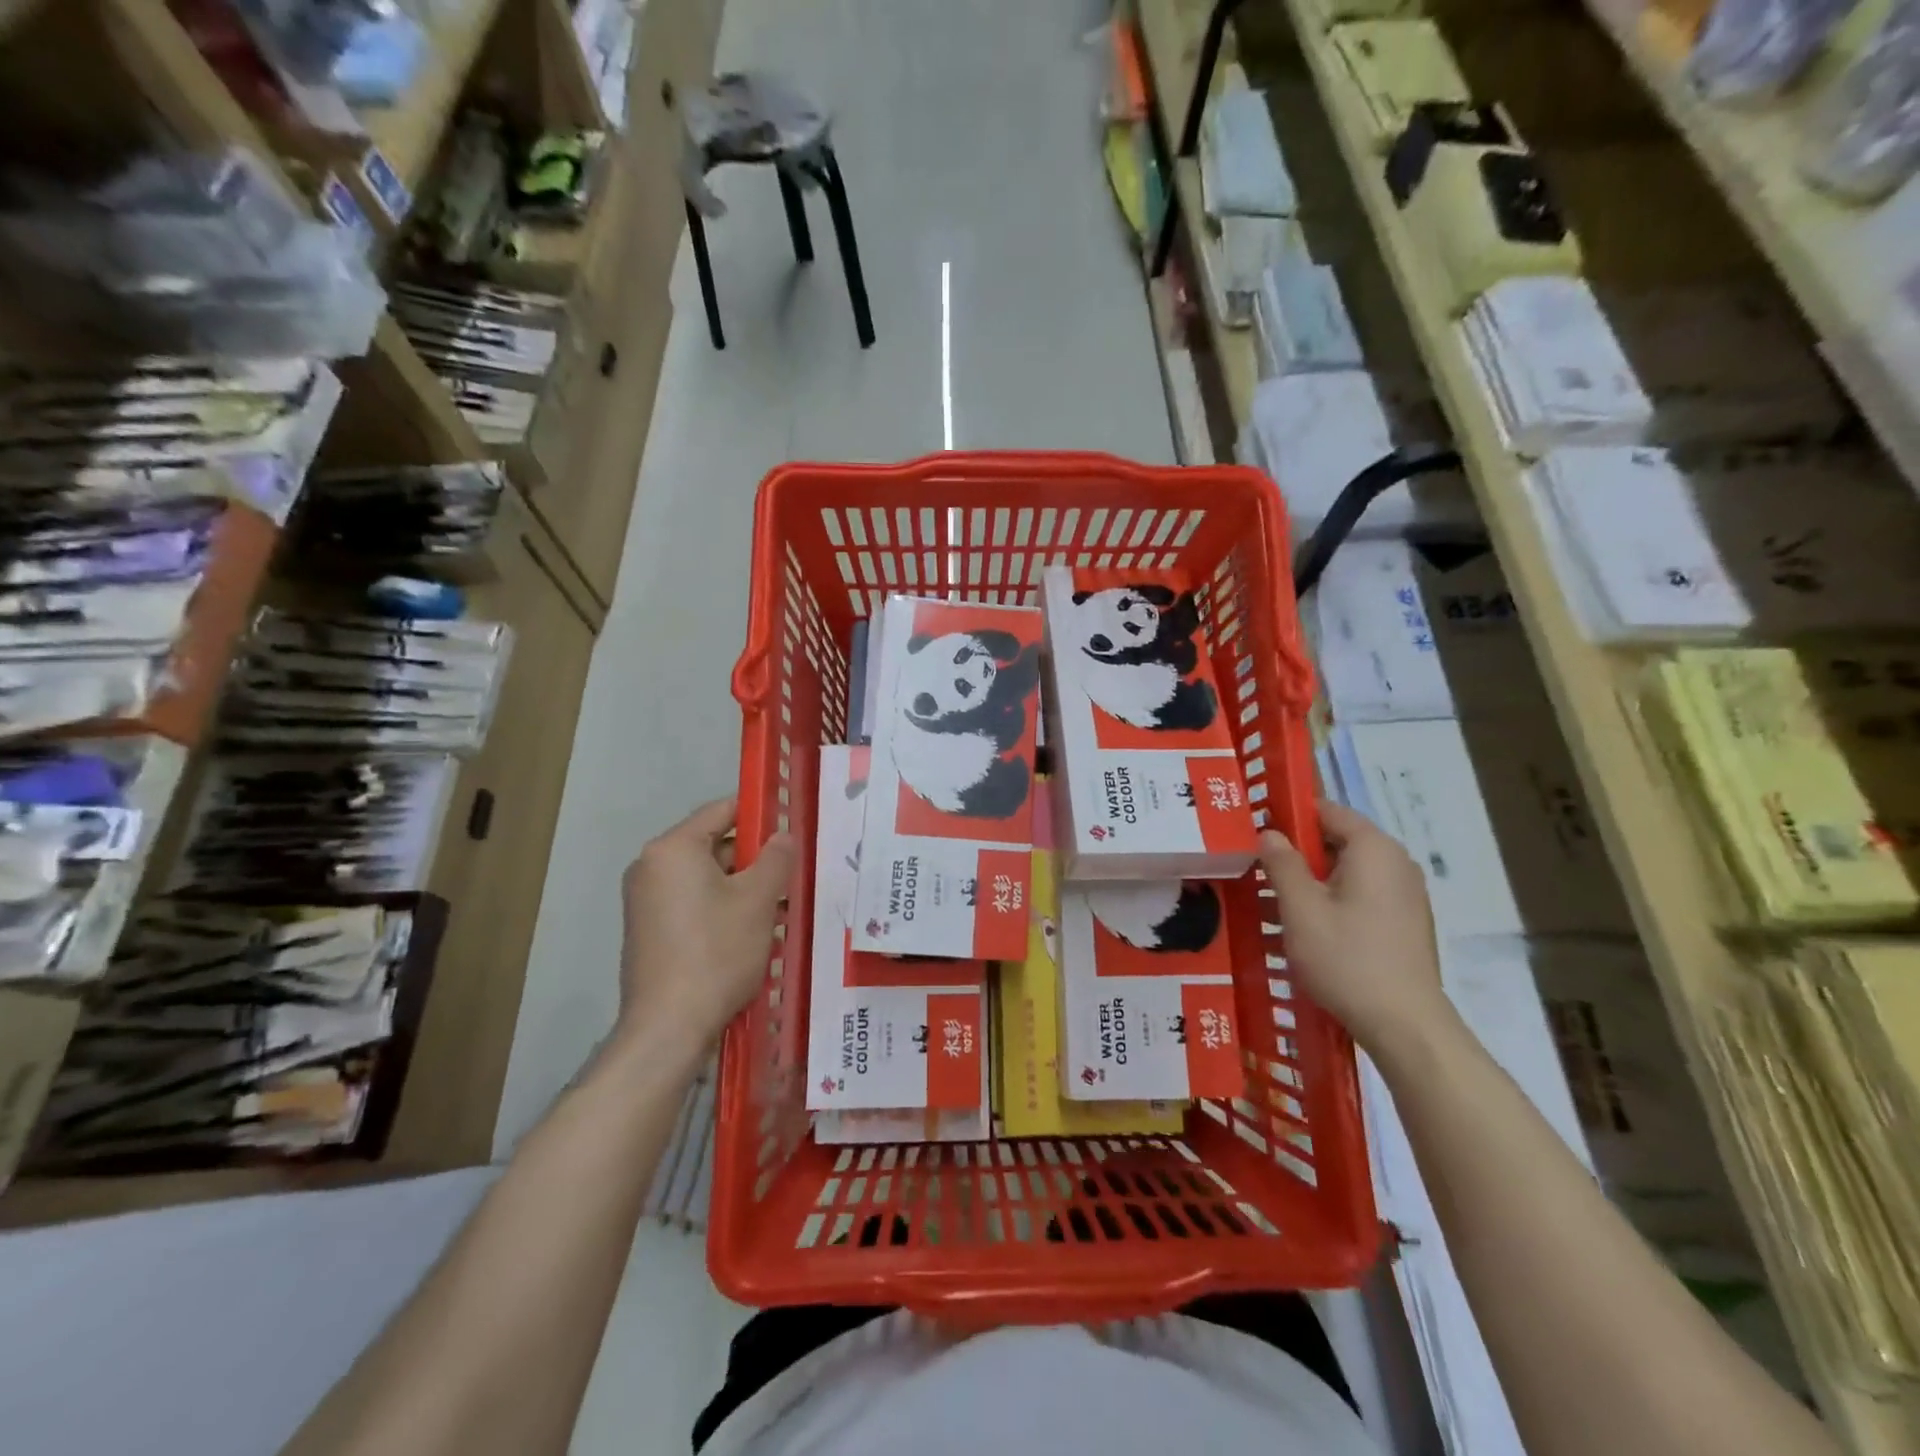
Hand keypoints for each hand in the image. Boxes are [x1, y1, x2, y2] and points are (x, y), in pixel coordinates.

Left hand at [618, 798, 796, 1046]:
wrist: (668, 1027)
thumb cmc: (717, 952)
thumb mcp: (758, 900)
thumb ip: (776, 858)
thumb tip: (783, 836)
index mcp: (672, 849)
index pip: (722, 810)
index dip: (760, 813)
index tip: (791, 827)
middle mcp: (650, 867)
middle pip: (713, 845)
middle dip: (754, 858)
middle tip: (790, 876)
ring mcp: (644, 901)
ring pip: (705, 878)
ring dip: (741, 887)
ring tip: (778, 908)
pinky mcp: (647, 931)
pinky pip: (691, 903)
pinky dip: (720, 908)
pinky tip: (749, 933)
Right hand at [1259, 800, 1447, 1052]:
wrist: (1405, 1025)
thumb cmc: (1346, 959)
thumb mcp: (1300, 909)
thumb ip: (1282, 864)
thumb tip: (1269, 833)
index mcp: (1374, 849)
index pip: (1327, 810)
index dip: (1289, 815)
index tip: (1256, 831)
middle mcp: (1397, 863)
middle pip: (1338, 840)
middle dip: (1299, 851)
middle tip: (1259, 869)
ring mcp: (1407, 894)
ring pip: (1349, 871)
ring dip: (1313, 879)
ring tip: (1276, 901)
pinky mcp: (1406, 922)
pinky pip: (1363, 895)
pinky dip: (1334, 900)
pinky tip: (1309, 927)